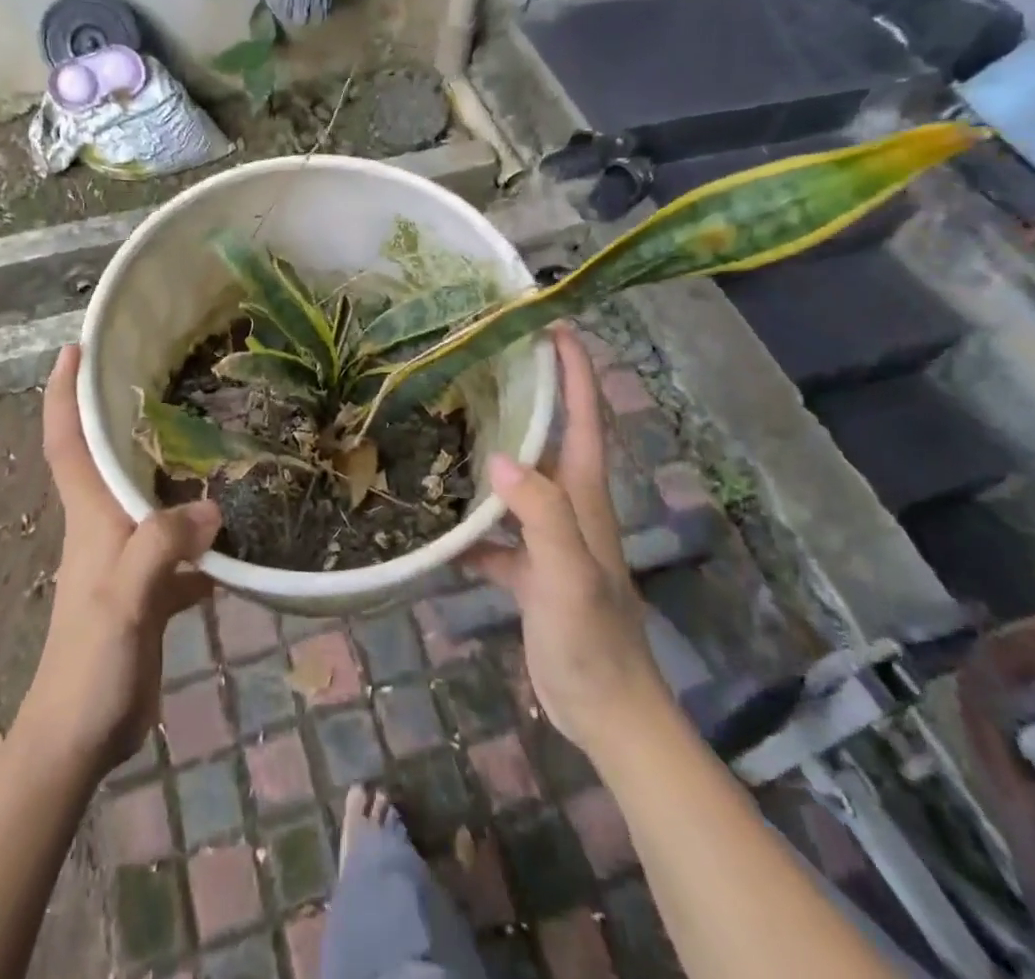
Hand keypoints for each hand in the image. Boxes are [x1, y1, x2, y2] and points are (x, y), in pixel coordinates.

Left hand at [16, 345, 219, 775]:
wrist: (79, 737)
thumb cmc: (91, 663)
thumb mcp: (126, 600)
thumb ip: (161, 548)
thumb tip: (214, 508)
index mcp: (91, 516)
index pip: (68, 441)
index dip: (64, 393)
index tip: (74, 348)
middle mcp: (105, 526)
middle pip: (111, 458)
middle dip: (126, 414)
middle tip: (167, 376)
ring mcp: (127, 559)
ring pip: (149, 498)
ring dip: (172, 469)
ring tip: (215, 436)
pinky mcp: (148, 590)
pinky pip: (178, 547)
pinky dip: (201, 534)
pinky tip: (239, 531)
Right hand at [463, 326, 667, 749]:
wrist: (604, 711)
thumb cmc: (592, 638)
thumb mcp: (568, 573)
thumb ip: (540, 515)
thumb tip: (497, 458)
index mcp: (583, 493)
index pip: (584, 415)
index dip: (574, 367)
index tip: (550, 323)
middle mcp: (566, 502)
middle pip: (548, 434)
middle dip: (526, 391)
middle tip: (481, 357)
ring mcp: (545, 535)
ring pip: (515, 476)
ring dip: (490, 446)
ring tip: (446, 417)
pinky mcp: (526, 566)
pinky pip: (491, 528)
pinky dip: (466, 517)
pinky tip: (430, 512)